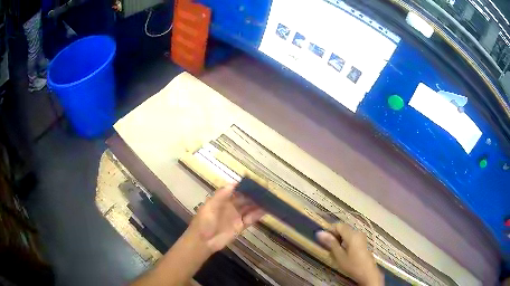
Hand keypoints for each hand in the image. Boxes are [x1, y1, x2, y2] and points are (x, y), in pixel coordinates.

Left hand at [187, 183, 265, 252]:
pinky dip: (258, 215)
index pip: (235, 191)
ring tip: (269, 198)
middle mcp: (231, 207)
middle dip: (254, 195)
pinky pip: (250, 219)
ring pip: (249, 208)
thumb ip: (221, 195)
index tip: (254, 182)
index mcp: (222, 200)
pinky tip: (266, 210)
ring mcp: (236, 217)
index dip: (244, 186)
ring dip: (258, 204)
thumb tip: (234, 183)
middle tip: (266, 190)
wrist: (203, 241)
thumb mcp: (210, 206)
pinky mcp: (240, 227)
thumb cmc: (204, 222)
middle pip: (244, 199)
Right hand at [317, 224, 382, 285]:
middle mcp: (358, 232)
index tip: (323, 240)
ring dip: (339, 239)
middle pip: (343, 228)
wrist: (367, 273)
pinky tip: (343, 251)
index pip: (338, 225)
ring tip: (335, 250)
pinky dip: (345, 241)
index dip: (329, 230)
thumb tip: (320, 233)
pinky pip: (352, 237)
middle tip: (328, 246)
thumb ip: (331, 243)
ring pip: (347, 233)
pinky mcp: (363, 241)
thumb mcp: (339, 255)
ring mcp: (362, 237)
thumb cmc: (352, 265)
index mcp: (352, 234)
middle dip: (334, 235)